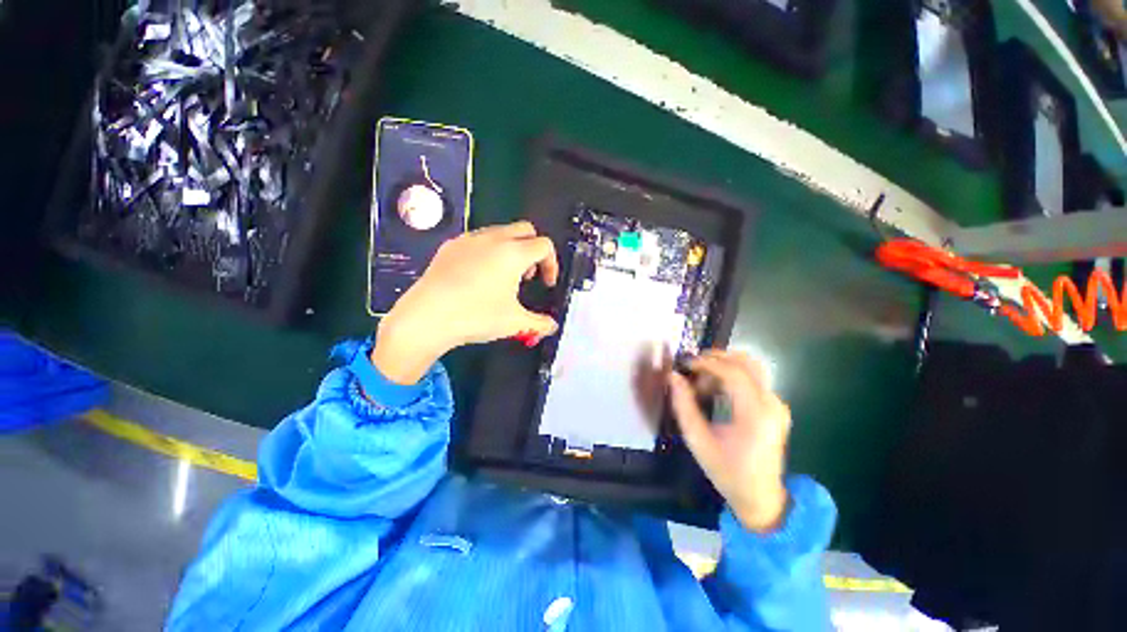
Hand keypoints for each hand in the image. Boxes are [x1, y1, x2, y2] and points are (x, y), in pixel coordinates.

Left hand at [372, 221, 558, 384]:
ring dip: (512, 249)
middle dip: (533, 250)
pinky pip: (478, 240)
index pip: (544, 245)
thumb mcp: (514, 323)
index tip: (546, 285)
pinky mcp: (450, 246)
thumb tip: (552, 326)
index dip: (552, 265)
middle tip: (528, 276)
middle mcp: (493, 239)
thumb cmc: (476, 316)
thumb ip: (540, 323)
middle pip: (525, 230)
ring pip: (501, 232)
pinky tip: (478, 276)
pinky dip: (489, 252)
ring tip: (504, 277)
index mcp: (513, 253)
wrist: (426, 318)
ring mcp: (469, 239)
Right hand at [668, 350, 790, 532]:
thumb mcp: (698, 441)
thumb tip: (673, 377)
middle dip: (716, 359)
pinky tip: (716, 390)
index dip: (706, 363)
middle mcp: (771, 404)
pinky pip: (753, 378)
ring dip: (723, 366)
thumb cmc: (727, 471)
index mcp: (755, 415)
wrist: (761, 497)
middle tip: (692, 369)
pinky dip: (731, 375)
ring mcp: (777, 404)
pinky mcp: (775, 406)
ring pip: (750, 367)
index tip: (685, 365)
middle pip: (746, 362)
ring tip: (702, 383)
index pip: (733, 373)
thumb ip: (684, 406)